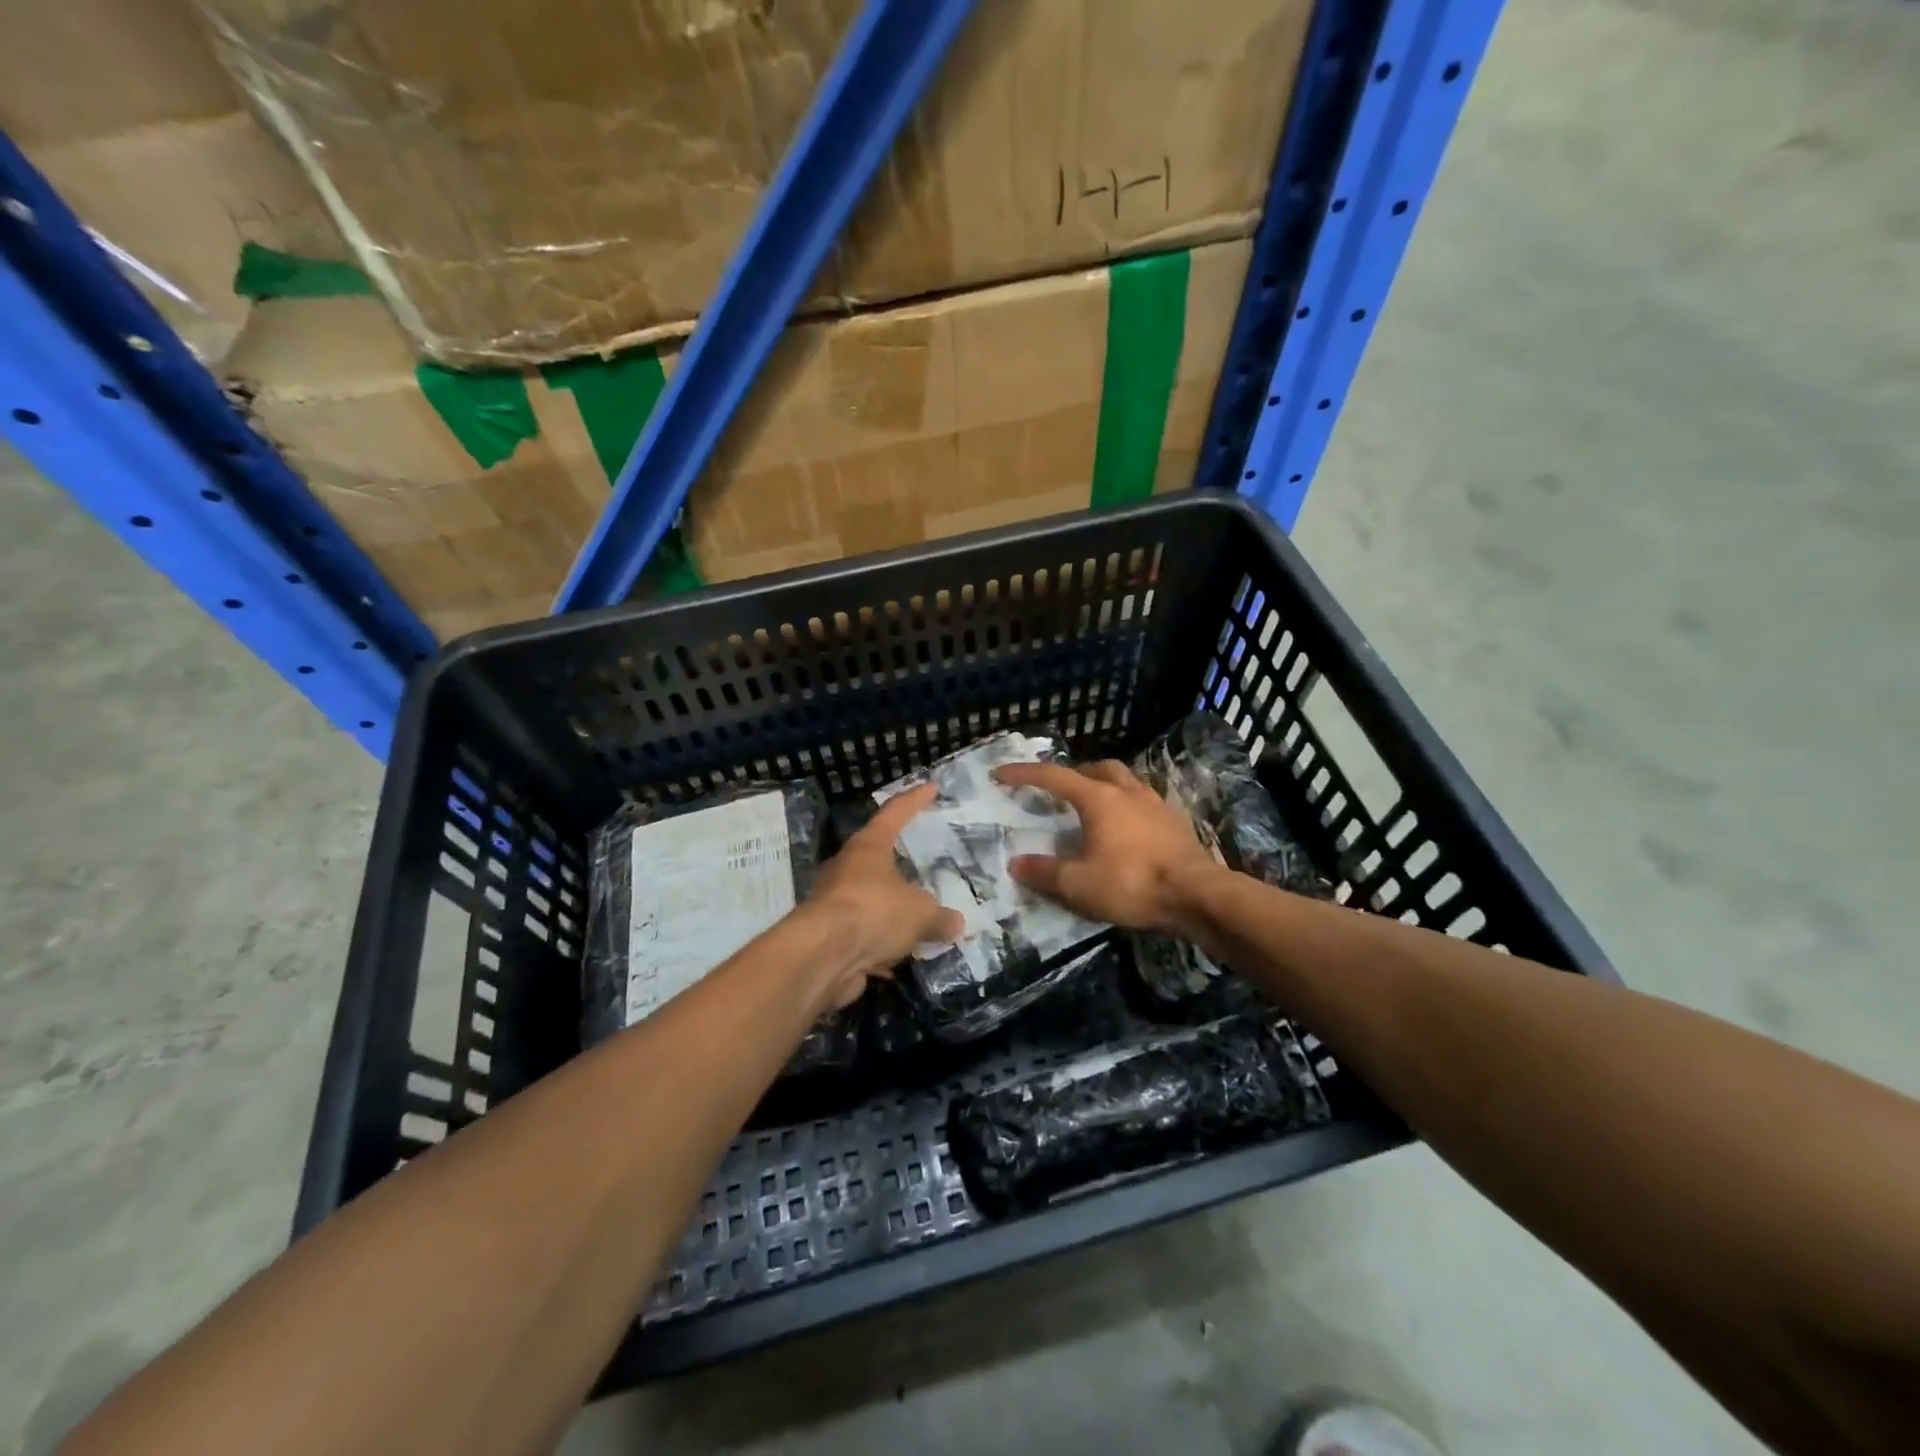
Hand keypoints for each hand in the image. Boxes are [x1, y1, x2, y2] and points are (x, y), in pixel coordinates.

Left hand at [800, 782, 963, 1007]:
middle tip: (923, 868)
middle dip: (899, 865)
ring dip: (890, 912)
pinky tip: (898, 959)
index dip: (915, 800)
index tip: (931, 787)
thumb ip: (939, 917)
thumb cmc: (874, 912)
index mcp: (869, 847)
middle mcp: (847, 868)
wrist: (822, 956)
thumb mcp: (920, 914)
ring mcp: (834, 902)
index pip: (895, 813)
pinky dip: (879, 945)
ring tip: (917, 922)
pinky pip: (863, 935)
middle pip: (876, 858)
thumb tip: (956, 923)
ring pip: (869, 901)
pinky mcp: (829, 936)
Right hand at [992, 760, 1222, 931]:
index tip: (1001, 773)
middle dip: (1075, 773)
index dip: (1024, 774)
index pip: (1054, 777)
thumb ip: (1045, 872)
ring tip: (1095, 807)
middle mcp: (1127, 792)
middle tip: (1061, 790)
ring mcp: (1156, 804)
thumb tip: (1016, 864)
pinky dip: (1127, 806)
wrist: (1197, 895)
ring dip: (1105, 786)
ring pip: (1126, 781)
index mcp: (1099, 799)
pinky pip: (1144, 802)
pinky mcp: (1175, 822)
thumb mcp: (1079, 885)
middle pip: (1098, 768)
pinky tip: (1126, 829)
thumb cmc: (1133, 883)